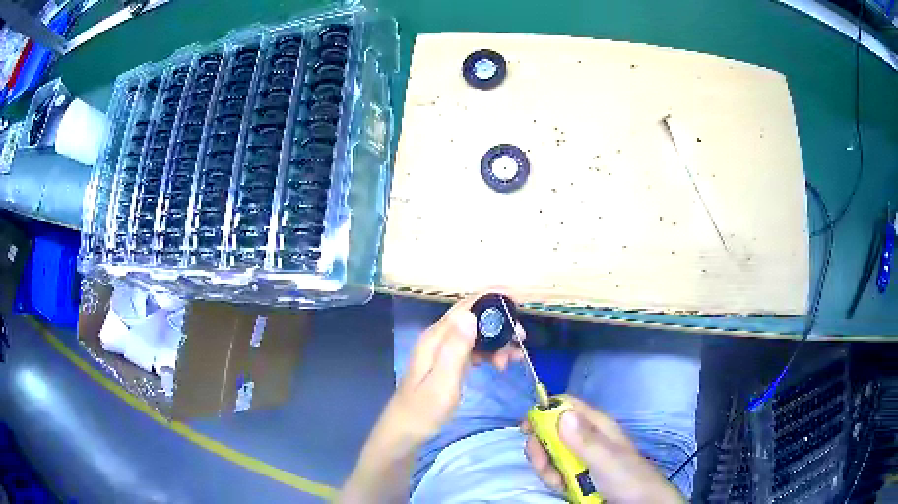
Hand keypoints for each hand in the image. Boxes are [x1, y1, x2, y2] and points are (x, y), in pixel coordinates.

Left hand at [384, 294, 525, 442]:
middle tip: (522, 340)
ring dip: (497, 343)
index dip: (491, 298)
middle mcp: (439, 338)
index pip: (465, 307)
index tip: (518, 301)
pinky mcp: (448, 364)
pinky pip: (473, 350)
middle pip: (474, 319)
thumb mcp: (443, 382)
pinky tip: (500, 365)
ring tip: (513, 361)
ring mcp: (443, 351)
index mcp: (436, 338)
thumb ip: (455, 348)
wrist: (405, 432)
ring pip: (477, 336)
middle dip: (500, 325)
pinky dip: (489, 354)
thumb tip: (469, 314)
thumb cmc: (424, 411)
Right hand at [523, 396, 684, 503]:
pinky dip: (552, 479)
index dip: (544, 410)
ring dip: (546, 468)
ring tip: (559, 482)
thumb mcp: (606, 459)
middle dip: (541, 447)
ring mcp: (580, 456)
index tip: (526, 428)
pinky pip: (555, 470)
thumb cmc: (626, 477)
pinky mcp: (576, 473)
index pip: (565, 405)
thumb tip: (561, 413)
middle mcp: (585, 437)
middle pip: (551, 430)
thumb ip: (584, 439)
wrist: (639, 503)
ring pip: (550, 453)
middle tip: (543, 463)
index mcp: (596, 425)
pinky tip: (562, 488)